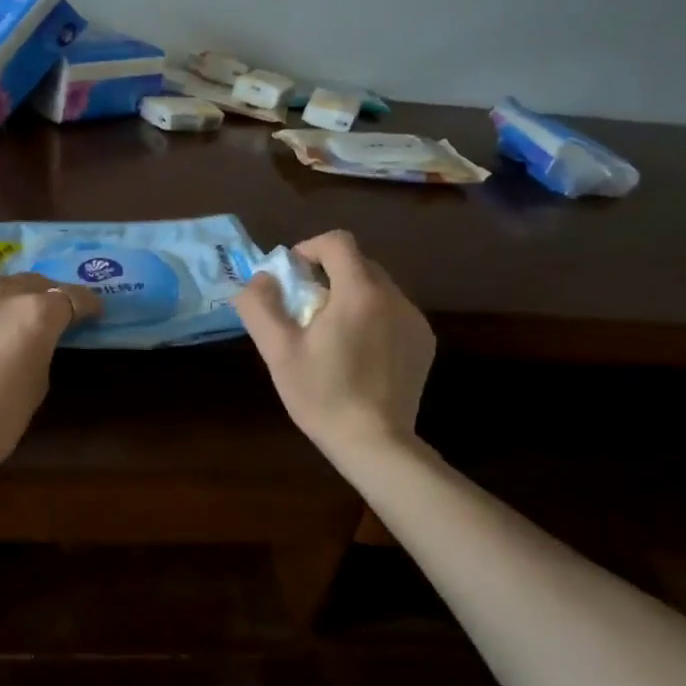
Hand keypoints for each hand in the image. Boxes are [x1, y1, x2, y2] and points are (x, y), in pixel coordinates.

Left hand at [0, 274, 101, 471]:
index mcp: (36, 314)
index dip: (84, 304)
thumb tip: (36, 336)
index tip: (88, 312)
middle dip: (40, 298)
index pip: (71, 296)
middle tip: (40, 317)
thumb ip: (42, 346)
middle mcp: (0, 293)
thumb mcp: (38, 383)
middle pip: (30, 283)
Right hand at [234, 230, 435, 460]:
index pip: (338, 242)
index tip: (292, 277)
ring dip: (350, 295)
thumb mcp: (278, 351)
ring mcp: (415, 320)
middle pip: (358, 263)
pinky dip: (371, 317)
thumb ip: (261, 306)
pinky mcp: (424, 342)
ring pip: (377, 288)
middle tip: (305, 308)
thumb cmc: (322, 395)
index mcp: (360, 293)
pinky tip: (357, 353)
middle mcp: (395, 298)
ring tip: (330, 333)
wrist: (375, 443)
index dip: (309, 249)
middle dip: (328, 274)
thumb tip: (261, 279)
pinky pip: (393, 312)